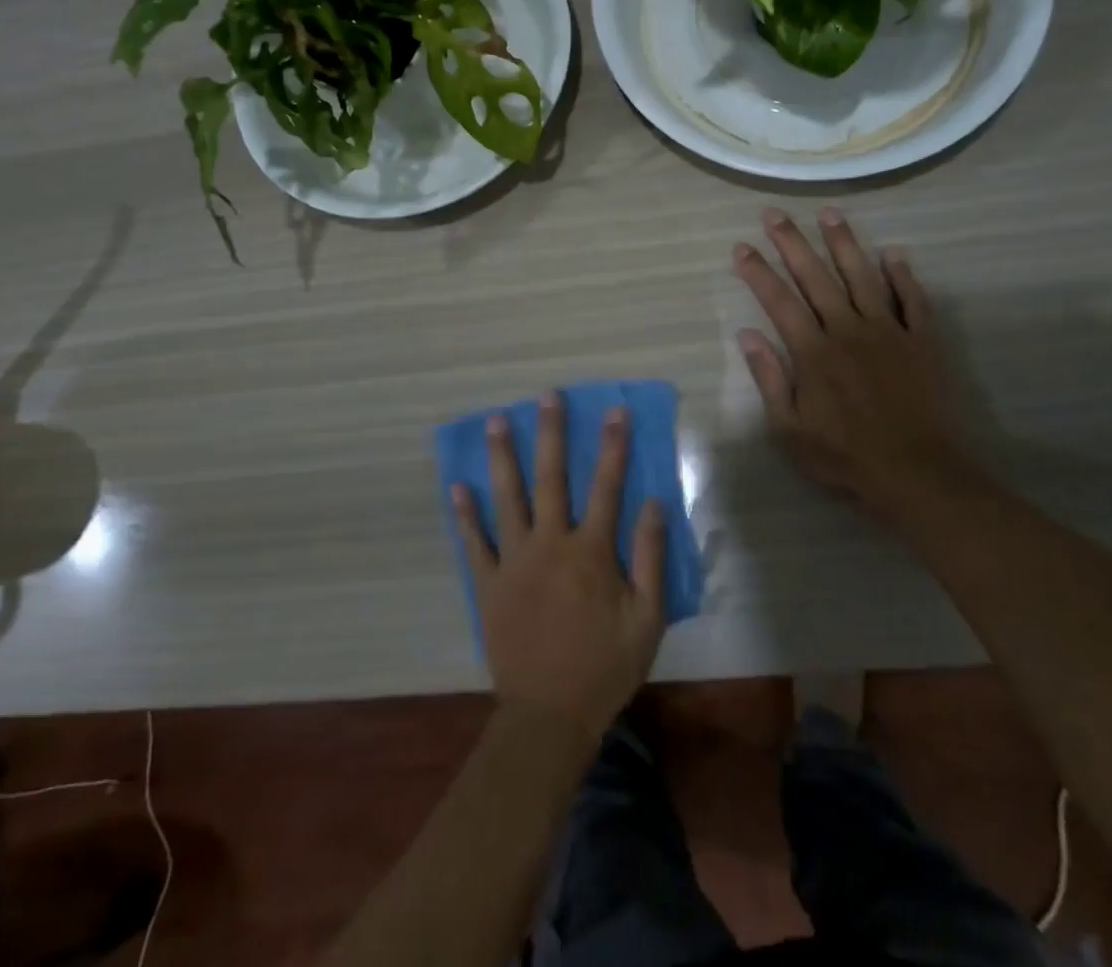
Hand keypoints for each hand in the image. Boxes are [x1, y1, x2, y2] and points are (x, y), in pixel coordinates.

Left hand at [451, 393, 667, 743]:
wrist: (550, 716)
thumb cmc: (605, 667)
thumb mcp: (646, 619)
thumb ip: (650, 558)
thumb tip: (654, 503)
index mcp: (591, 552)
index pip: (606, 486)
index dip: (613, 446)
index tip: (614, 410)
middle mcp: (550, 544)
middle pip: (551, 478)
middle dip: (550, 433)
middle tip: (547, 396)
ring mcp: (514, 562)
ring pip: (507, 498)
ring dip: (502, 457)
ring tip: (495, 421)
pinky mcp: (488, 584)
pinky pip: (474, 543)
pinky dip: (465, 515)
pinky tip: (457, 486)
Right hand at [734, 208, 971, 515]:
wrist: (915, 471)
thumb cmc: (844, 455)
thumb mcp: (789, 428)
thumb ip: (769, 378)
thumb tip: (747, 335)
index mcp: (813, 352)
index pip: (779, 301)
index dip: (757, 272)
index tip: (741, 247)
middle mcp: (848, 330)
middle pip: (815, 277)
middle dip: (791, 243)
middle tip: (774, 214)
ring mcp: (888, 332)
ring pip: (863, 277)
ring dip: (844, 243)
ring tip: (829, 214)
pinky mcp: (921, 341)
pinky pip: (913, 301)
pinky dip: (903, 276)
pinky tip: (893, 254)